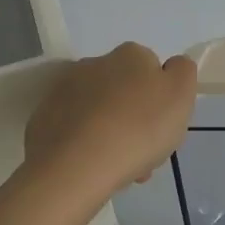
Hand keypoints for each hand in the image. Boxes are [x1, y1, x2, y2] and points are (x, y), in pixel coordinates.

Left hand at [23, 43, 197, 205]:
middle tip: (143, 153)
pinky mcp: (41, 121)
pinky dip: (84, 145)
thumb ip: (183, 71)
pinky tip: (92, 169)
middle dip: (134, 117)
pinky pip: (73, 130)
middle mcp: (94, 64)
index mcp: (130, 55)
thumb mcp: (181, 94)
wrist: (75, 168)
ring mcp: (63, 91)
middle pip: (124, 90)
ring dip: (110, 132)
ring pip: (98, 112)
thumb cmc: (138, 128)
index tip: (164, 127)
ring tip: (118, 169)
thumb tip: (170, 67)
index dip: (161, 98)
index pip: (152, 69)